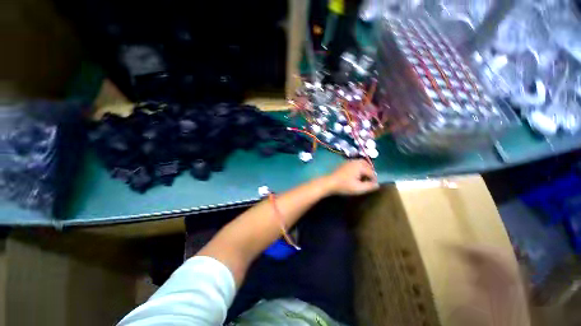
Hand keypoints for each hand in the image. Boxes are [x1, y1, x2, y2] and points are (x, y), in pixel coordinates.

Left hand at [324, 160, 378, 195]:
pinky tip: (356, 175)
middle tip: (370, 181)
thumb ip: (369, 186)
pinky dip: (359, 168)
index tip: (373, 186)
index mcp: (360, 166)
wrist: (329, 182)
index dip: (374, 180)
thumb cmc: (344, 186)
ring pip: (361, 163)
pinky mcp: (344, 164)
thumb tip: (377, 185)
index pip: (371, 172)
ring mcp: (349, 161)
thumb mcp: (358, 188)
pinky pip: (355, 164)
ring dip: (365, 169)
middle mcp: (355, 161)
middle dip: (370, 172)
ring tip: (364, 178)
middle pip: (367, 165)